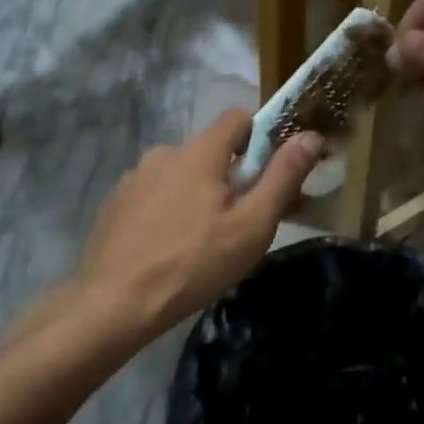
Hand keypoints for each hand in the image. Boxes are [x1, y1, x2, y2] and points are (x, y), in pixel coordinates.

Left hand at [75, 109, 323, 335]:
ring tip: (201, 242)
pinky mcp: (115, 204)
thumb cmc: (193, 263)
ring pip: (180, 175)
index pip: (237, 118)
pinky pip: (154, 195)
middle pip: (210, 151)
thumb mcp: (252, 225)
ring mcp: (134, 178)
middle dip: (229, 177)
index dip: (259, 139)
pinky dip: (167, 211)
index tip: (267, 175)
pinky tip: (168, 248)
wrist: (113, 304)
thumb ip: (283, 176)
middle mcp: (164, 153)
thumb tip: (311, 136)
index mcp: (199, 152)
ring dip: (196, 195)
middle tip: (239, 222)